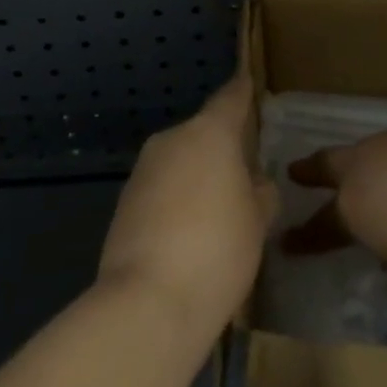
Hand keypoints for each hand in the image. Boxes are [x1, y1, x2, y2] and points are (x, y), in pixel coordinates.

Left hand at [96, 76, 278, 342]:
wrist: (146, 303)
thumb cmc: (216, 250)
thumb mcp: (258, 221)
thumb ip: (262, 192)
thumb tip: (254, 182)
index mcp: (210, 132)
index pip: (231, 98)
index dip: (243, 92)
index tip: (249, 83)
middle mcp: (173, 139)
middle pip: (203, 133)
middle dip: (221, 149)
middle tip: (243, 176)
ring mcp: (144, 169)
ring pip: (180, 162)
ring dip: (197, 177)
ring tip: (217, 214)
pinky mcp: (124, 202)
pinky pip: (161, 190)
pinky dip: (176, 202)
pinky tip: (188, 237)